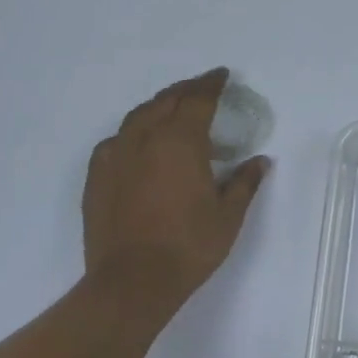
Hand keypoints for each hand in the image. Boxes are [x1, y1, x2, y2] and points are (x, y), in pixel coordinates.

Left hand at [83, 69, 269, 321]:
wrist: (131, 283)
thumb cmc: (188, 247)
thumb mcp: (228, 216)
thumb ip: (245, 183)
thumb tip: (260, 161)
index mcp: (181, 142)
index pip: (198, 100)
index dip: (211, 84)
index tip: (222, 75)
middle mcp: (146, 138)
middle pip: (166, 100)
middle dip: (186, 90)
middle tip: (201, 87)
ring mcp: (116, 156)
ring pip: (138, 116)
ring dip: (158, 106)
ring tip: (171, 108)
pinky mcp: (97, 176)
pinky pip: (116, 140)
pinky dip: (132, 132)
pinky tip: (138, 144)